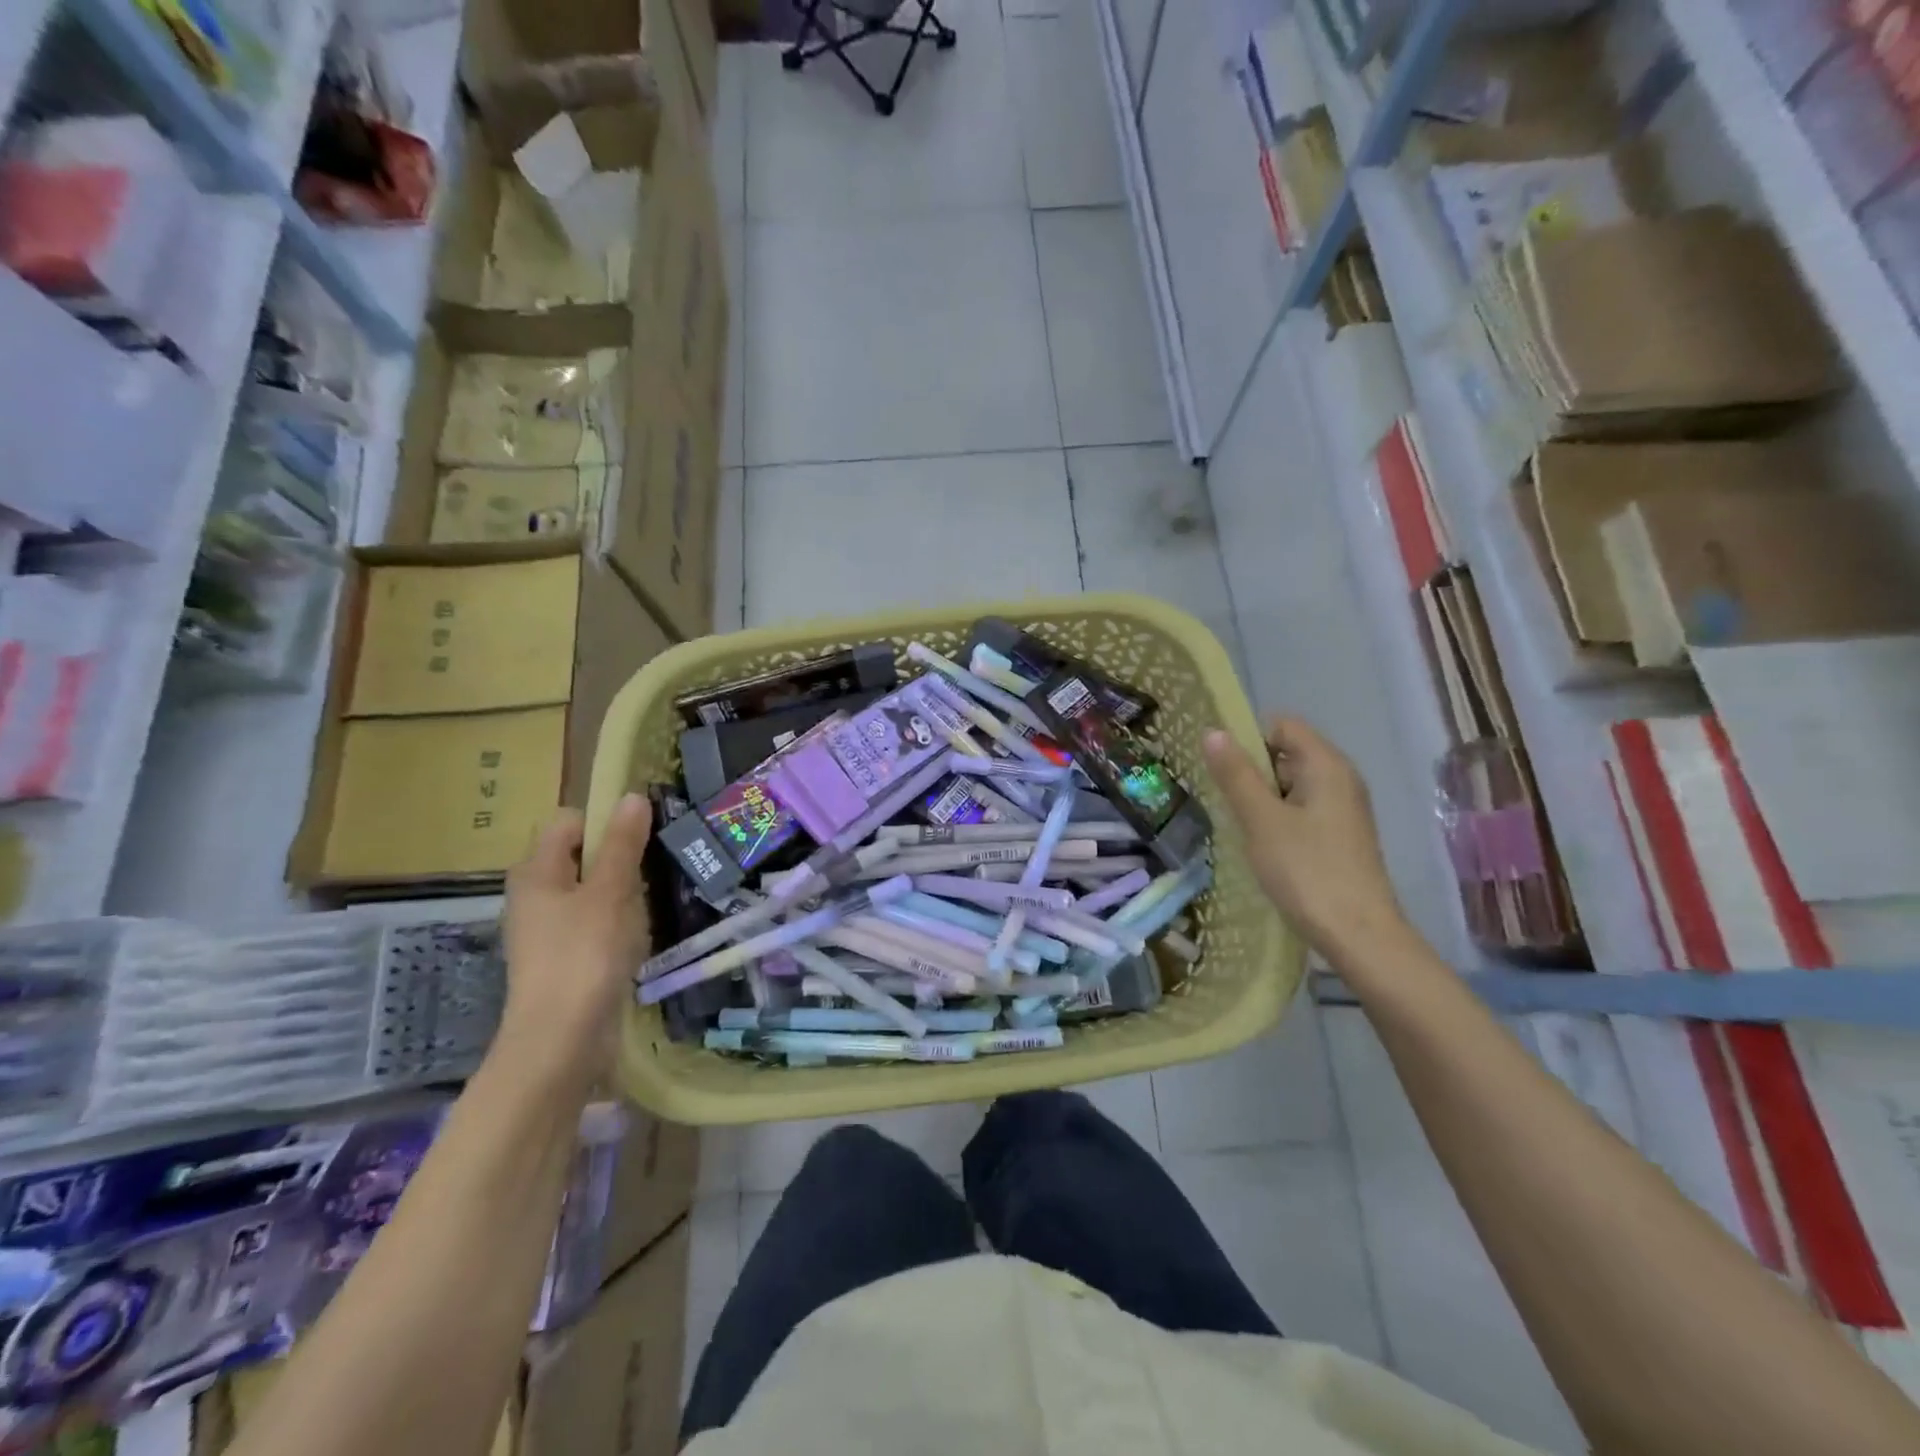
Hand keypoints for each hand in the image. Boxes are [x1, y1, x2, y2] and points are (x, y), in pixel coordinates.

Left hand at [496, 794, 653, 1095]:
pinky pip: (595, 924)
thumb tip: (631, 796)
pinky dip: (618, 925)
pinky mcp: (565, 958)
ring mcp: (549, 930)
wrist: (561, 1041)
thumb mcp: (610, 891)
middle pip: (584, 856)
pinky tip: (637, 939)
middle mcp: (535, 895)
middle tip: (652, 873)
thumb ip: (622, 843)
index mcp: (536, 872)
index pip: (570, 822)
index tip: (642, 837)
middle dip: (621, 860)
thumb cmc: (583, 955)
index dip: (605, 821)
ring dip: (624, 895)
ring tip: (648, 908)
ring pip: (594, 892)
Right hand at [1203, 718, 1407, 962]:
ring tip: (1243, 828)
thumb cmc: (1306, 870)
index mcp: (1326, 765)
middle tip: (1227, 802)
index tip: (1222, 770)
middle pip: (1287, 753)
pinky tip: (1266, 847)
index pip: (1282, 725)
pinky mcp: (1341, 836)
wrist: (1359, 935)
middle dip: (1252, 771)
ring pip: (1292, 785)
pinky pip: (1302, 810)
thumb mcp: (1261, 820)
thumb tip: (1212, 732)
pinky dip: (1279, 819)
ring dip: (1262, 799)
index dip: (1249, 739)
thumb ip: (1236, 774)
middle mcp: (1341, 778)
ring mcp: (1344, 809)